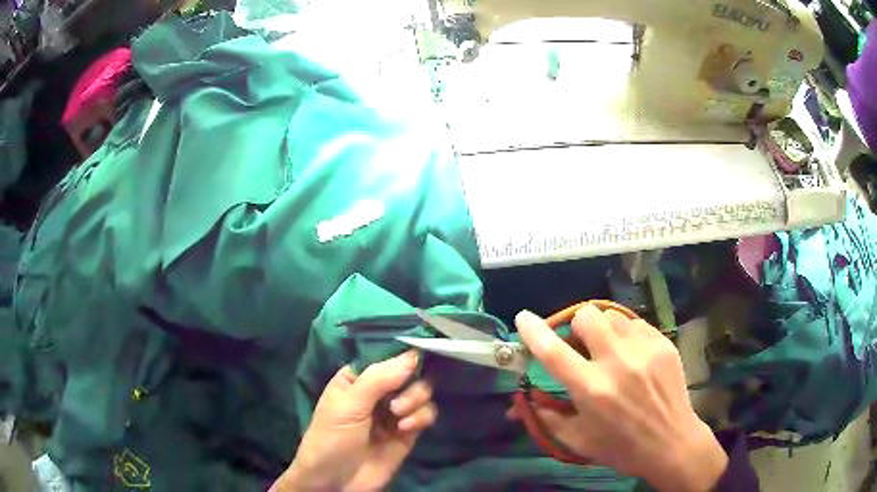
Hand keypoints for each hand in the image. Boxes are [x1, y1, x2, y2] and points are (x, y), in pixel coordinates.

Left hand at [274, 351, 436, 490]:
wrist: (335, 481)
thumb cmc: (331, 437)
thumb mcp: (348, 404)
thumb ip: (379, 379)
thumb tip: (413, 355)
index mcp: (358, 377)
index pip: (387, 356)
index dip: (405, 353)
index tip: (422, 353)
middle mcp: (378, 391)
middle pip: (410, 372)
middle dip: (411, 384)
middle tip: (397, 404)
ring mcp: (394, 412)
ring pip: (421, 392)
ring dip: (415, 400)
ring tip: (398, 417)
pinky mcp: (408, 432)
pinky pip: (426, 414)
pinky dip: (421, 417)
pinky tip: (405, 428)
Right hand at [512, 306, 727, 491]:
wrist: (673, 443)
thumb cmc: (622, 448)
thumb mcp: (578, 441)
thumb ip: (546, 418)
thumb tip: (518, 403)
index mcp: (593, 390)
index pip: (554, 352)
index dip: (534, 331)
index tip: (523, 318)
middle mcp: (618, 363)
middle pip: (586, 316)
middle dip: (575, 327)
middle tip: (580, 347)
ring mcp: (645, 349)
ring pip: (612, 316)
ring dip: (602, 330)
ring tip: (609, 352)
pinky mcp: (664, 343)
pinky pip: (635, 324)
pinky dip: (625, 335)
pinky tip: (632, 356)